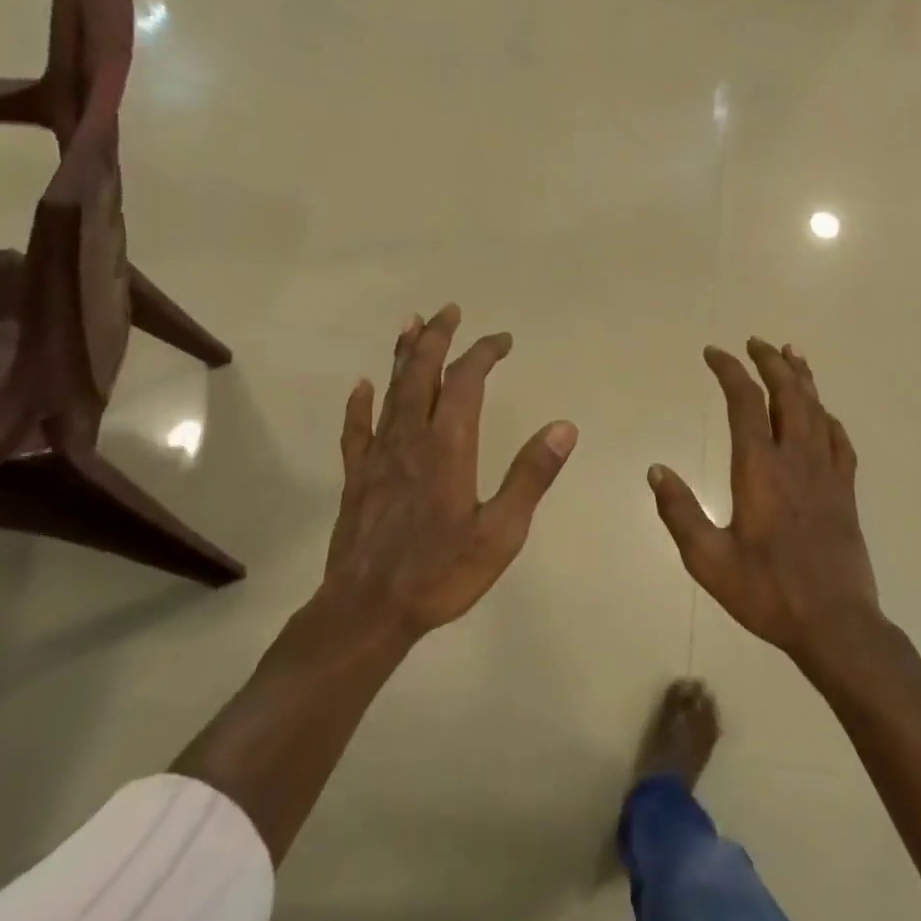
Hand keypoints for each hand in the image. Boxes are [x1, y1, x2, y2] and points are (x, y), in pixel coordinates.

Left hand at [324, 305, 577, 640]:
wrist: (367, 610)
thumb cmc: (441, 573)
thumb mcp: (501, 532)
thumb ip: (531, 476)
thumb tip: (564, 427)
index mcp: (448, 446)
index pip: (466, 382)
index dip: (484, 353)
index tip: (502, 340)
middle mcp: (410, 438)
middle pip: (422, 373)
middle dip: (437, 337)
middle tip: (449, 310)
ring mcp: (378, 456)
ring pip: (390, 391)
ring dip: (402, 355)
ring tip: (410, 324)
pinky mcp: (357, 477)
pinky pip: (356, 429)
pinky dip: (360, 403)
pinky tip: (361, 386)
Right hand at [648, 339, 880, 666]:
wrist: (835, 624)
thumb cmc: (766, 592)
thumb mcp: (708, 560)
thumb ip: (680, 512)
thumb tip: (656, 470)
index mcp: (759, 469)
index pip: (745, 403)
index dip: (730, 371)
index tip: (714, 352)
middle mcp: (796, 460)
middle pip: (787, 394)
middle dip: (770, 362)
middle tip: (755, 341)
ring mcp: (827, 474)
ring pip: (816, 410)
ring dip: (802, 378)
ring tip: (792, 353)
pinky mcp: (845, 492)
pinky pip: (840, 441)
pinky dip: (828, 417)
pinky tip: (824, 413)